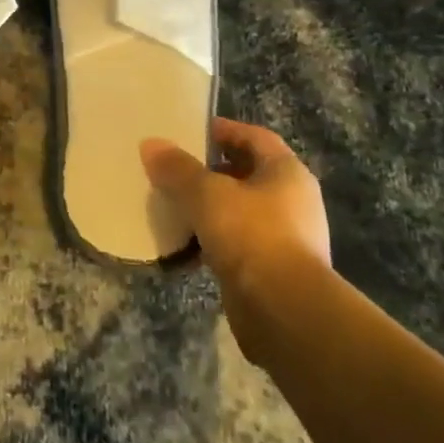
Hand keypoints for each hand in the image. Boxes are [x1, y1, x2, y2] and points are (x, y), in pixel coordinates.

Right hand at [140, 118, 329, 305]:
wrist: (285, 311)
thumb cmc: (252, 236)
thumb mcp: (207, 194)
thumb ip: (177, 168)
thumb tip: (150, 145)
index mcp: (287, 173)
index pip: (255, 137)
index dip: (224, 130)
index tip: (189, 131)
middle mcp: (292, 201)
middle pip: (247, 174)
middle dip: (210, 170)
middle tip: (174, 168)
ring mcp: (285, 238)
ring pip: (240, 210)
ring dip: (209, 207)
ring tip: (172, 203)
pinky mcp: (271, 270)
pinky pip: (236, 243)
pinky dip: (212, 240)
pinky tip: (184, 243)